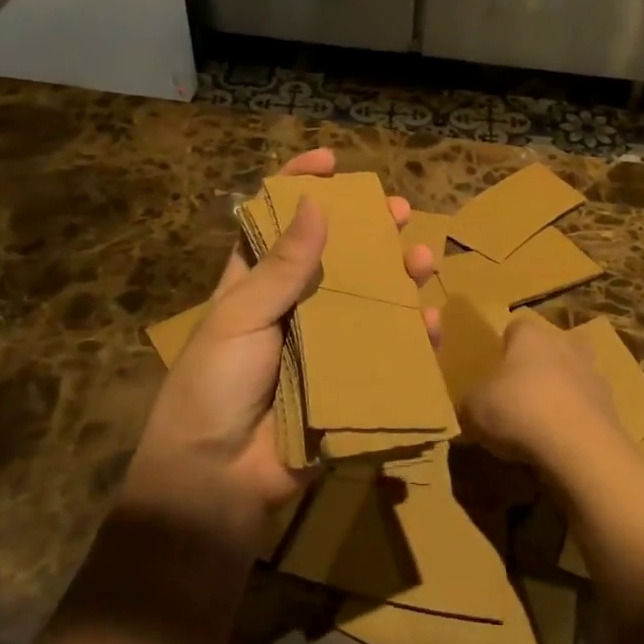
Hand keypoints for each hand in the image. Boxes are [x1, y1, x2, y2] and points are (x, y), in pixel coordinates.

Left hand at [122, 148, 436, 548]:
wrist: (218, 481)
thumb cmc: (214, 387)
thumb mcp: (239, 318)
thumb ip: (280, 267)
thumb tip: (313, 204)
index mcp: (255, 285)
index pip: (277, 222)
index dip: (300, 187)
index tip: (331, 162)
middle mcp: (294, 307)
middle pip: (337, 256)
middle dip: (369, 230)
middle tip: (399, 210)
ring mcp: (324, 345)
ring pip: (370, 299)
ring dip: (399, 276)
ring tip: (422, 260)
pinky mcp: (349, 382)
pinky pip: (387, 353)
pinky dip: (411, 337)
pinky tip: (429, 322)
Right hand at [460, 312, 620, 470]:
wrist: (580, 447)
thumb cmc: (519, 411)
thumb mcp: (473, 407)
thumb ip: (471, 400)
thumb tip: (472, 405)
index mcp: (531, 334)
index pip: (515, 327)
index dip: (504, 347)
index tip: (494, 372)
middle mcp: (565, 343)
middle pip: (550, 346)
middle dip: (538, 365)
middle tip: (518, 395)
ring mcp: (593, 373)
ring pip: (573, 374)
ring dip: (560, 392)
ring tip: (540, 424)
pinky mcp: (611, 406)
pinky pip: (586, 407)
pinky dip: (575, 420)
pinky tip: (560, 444)